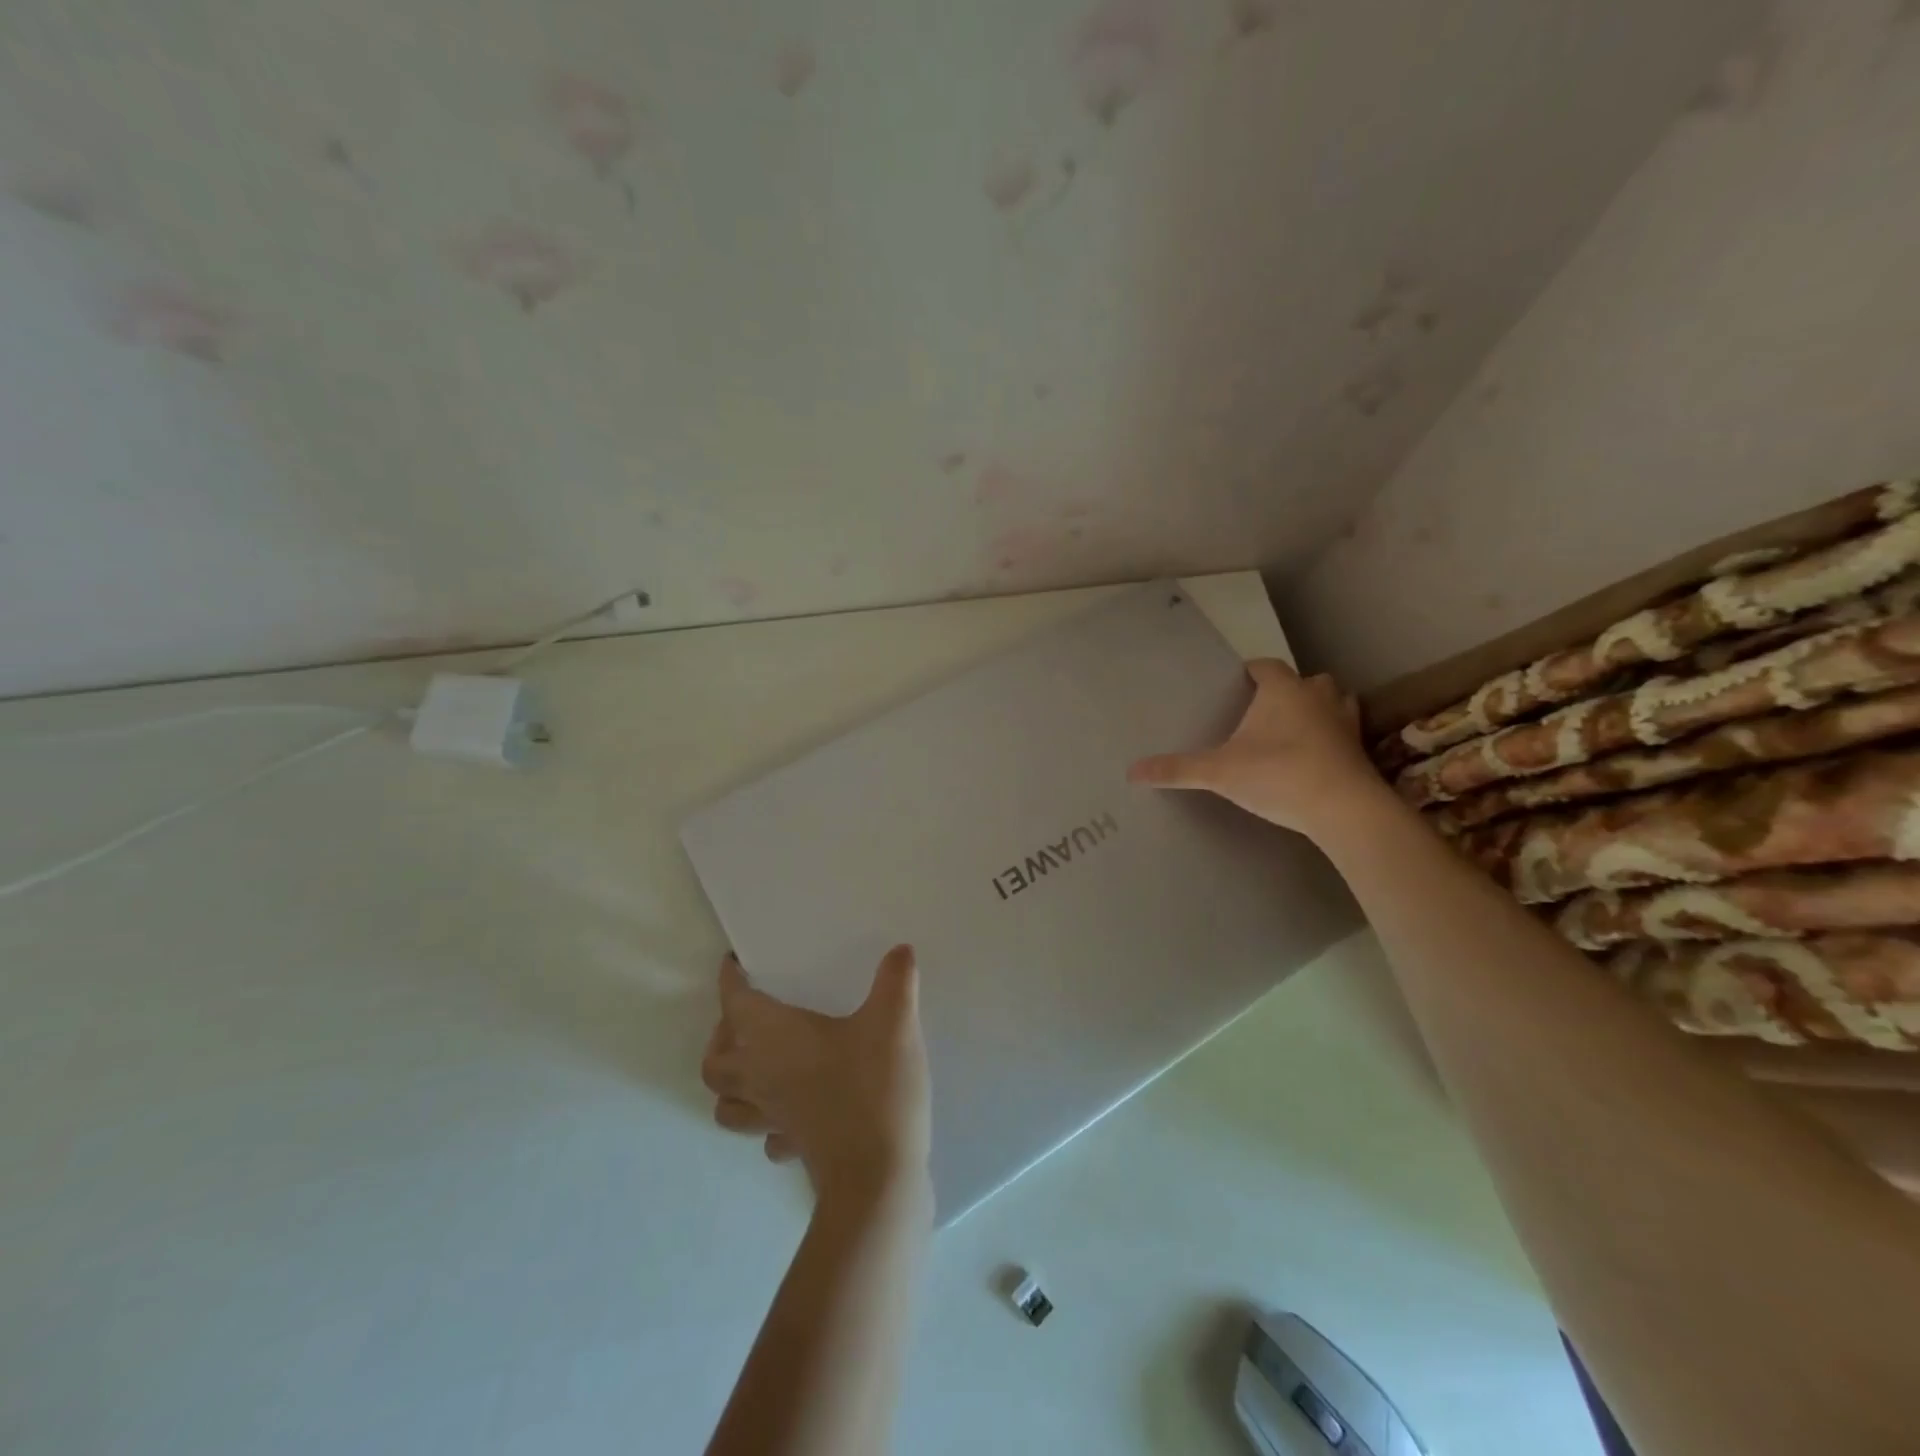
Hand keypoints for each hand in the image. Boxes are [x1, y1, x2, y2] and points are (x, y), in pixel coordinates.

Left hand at [701, 945, 931, 1206]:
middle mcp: (761, 1077)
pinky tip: (791, 1108)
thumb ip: (897, 981)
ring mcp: (773, 1118)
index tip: (733, 965)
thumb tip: (901, 950)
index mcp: (774, 1038)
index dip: (730, 981)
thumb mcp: (894, 1023)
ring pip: (727, 1103)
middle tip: (747, 1016)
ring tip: (756, 1063)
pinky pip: (764, 1133)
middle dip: (722, 1036)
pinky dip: (766, 1120)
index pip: (735, 1004)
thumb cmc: (874, 1088)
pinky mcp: (793, 1146)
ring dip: (732, 1082)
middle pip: (715, 1061)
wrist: (877, 1178)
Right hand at [1127, 659, 1383, 840]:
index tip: (1235, 685)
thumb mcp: (1219, 773)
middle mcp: (1317, 697)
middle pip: (1305, 681)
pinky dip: (1333, 738)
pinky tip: (1317, 757)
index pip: (1265, 667)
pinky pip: (1346, 733)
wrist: (1343, 809)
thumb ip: (1177, 769)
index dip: (1250, 673)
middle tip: (1264, 711)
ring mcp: (1345, 722)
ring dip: (1317, 709)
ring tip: (1295, 729)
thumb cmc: (1278, 775)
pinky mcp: (1360, 750)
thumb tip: (1132, 771)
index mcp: (1282, 690)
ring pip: (1334, 702)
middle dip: (1288, 690)